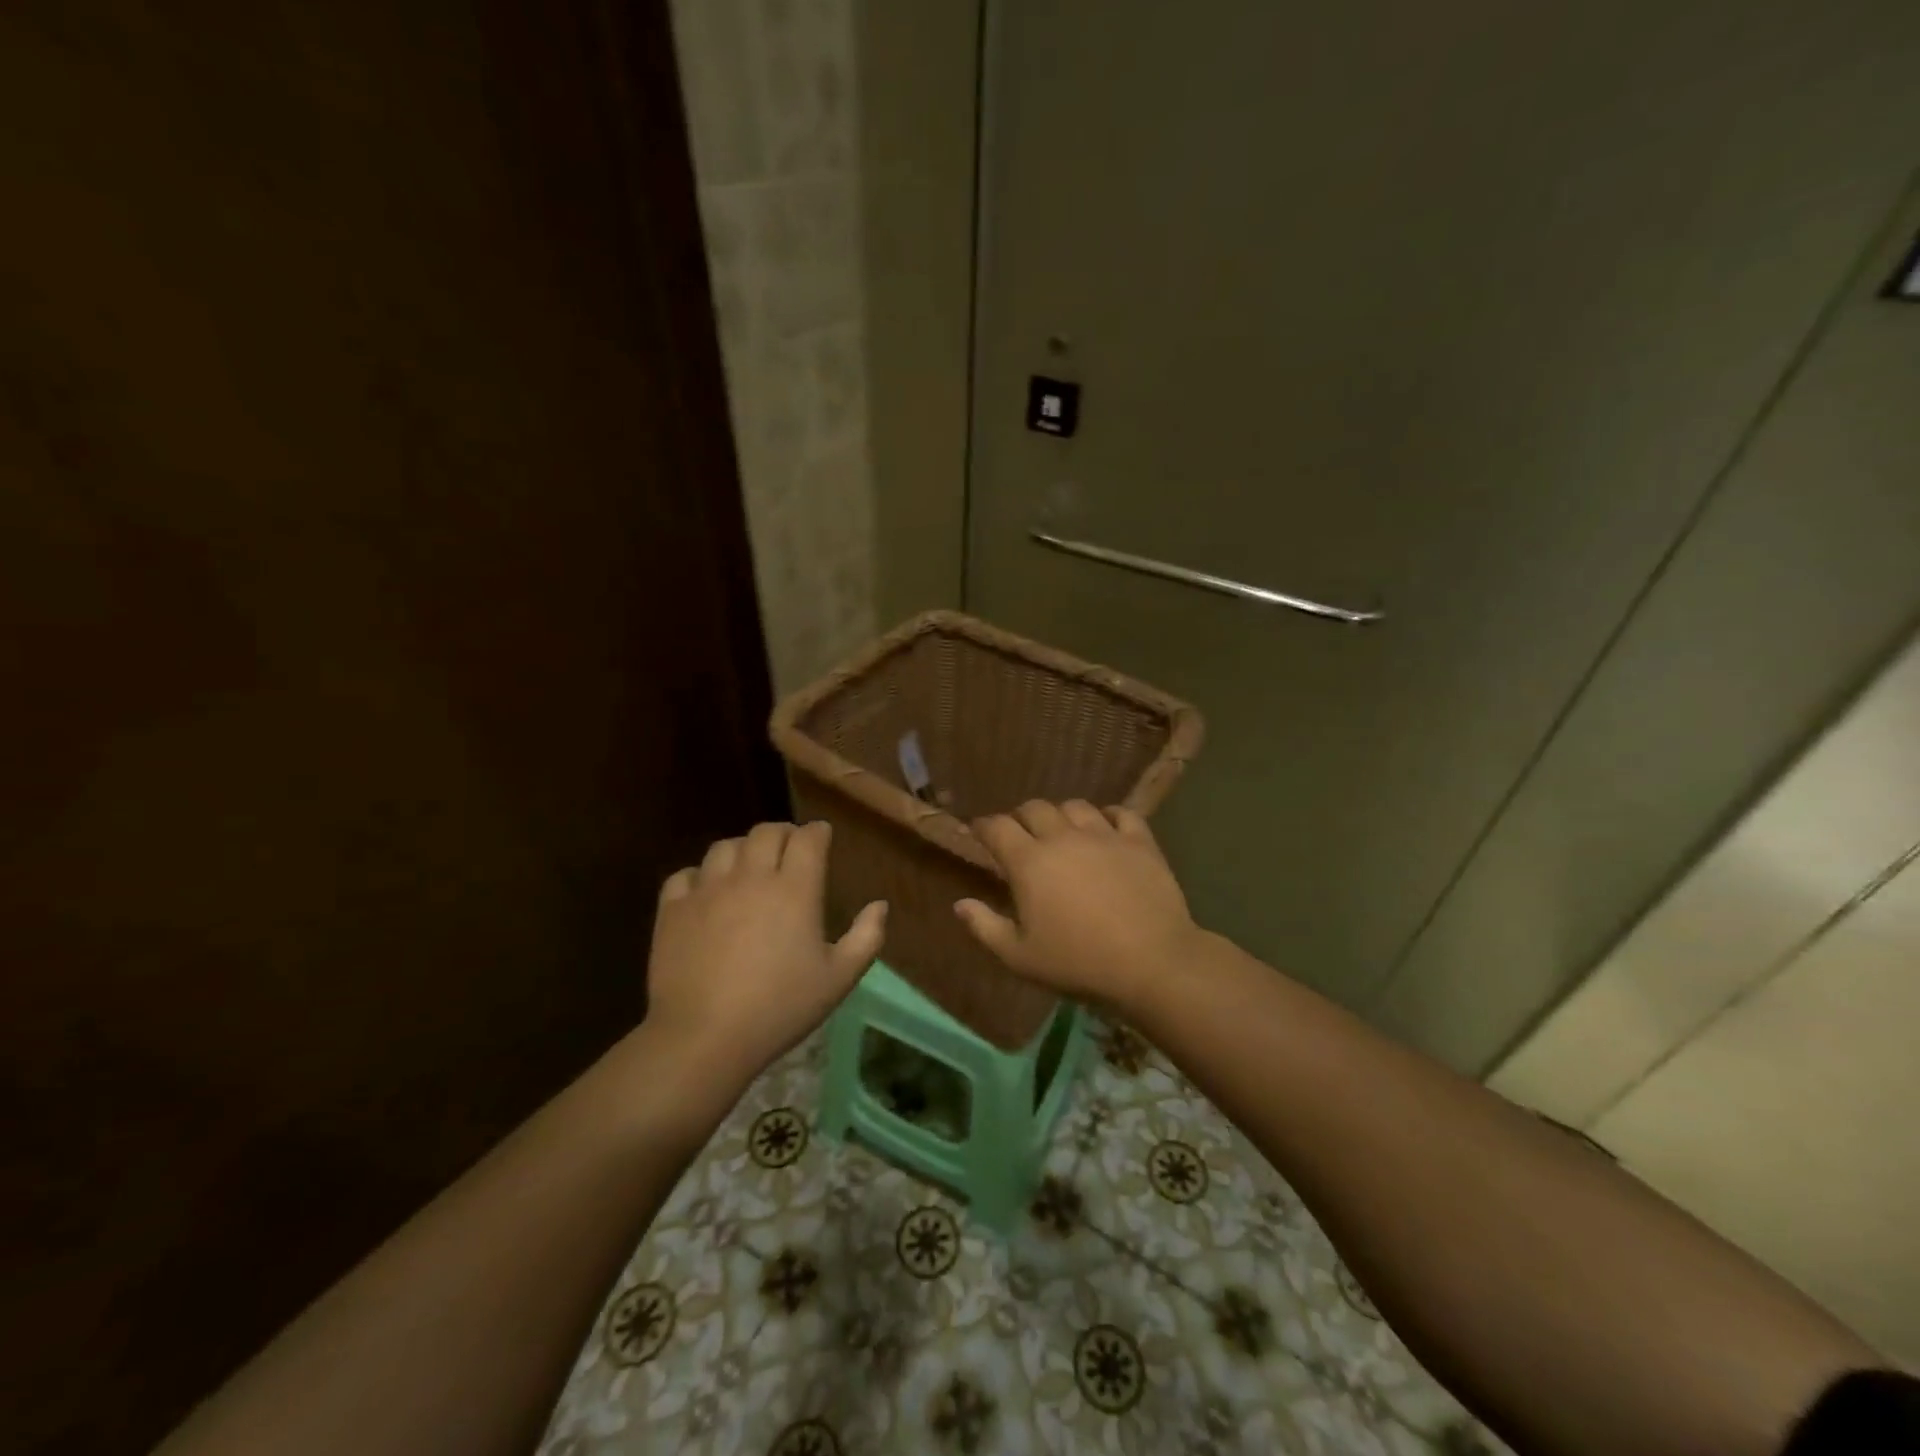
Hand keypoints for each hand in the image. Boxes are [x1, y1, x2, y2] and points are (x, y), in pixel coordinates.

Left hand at [644, 821, 885, 1090]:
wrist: (705, 1037)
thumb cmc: (780, 1008)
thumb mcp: (838, 979)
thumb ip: (866, 938)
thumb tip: (880, 905)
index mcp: (795, 889)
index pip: (808, 838)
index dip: (817, 832)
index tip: (822, 838)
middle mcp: (751, 877)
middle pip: (766, 832)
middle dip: (783, 833)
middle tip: (789, 849)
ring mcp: (707, 890)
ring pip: (725, 847)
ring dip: (742, 849)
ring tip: (748, 867)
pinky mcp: (673, 909)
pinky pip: (685, 875)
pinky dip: (699, 876)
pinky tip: (706, 893)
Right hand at [954, 800, 1199, 1006]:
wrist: (1151, 962)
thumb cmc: (1078, 963)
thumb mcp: (1020, 957)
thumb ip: (985, 927)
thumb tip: (960, 904)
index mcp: (1029, 861)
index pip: (997, 827)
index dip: (983, 826)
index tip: (978, 833)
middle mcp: (1063, 837)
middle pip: (1034, 808)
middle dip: (1020, 818)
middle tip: (1020, 836)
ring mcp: (1104, 835)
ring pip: (1076, 806)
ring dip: (1062, 815)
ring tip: (1063, 831)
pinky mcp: (1139, 841)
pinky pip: (1121, 813)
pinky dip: (1108, 816)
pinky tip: (1106, 828)